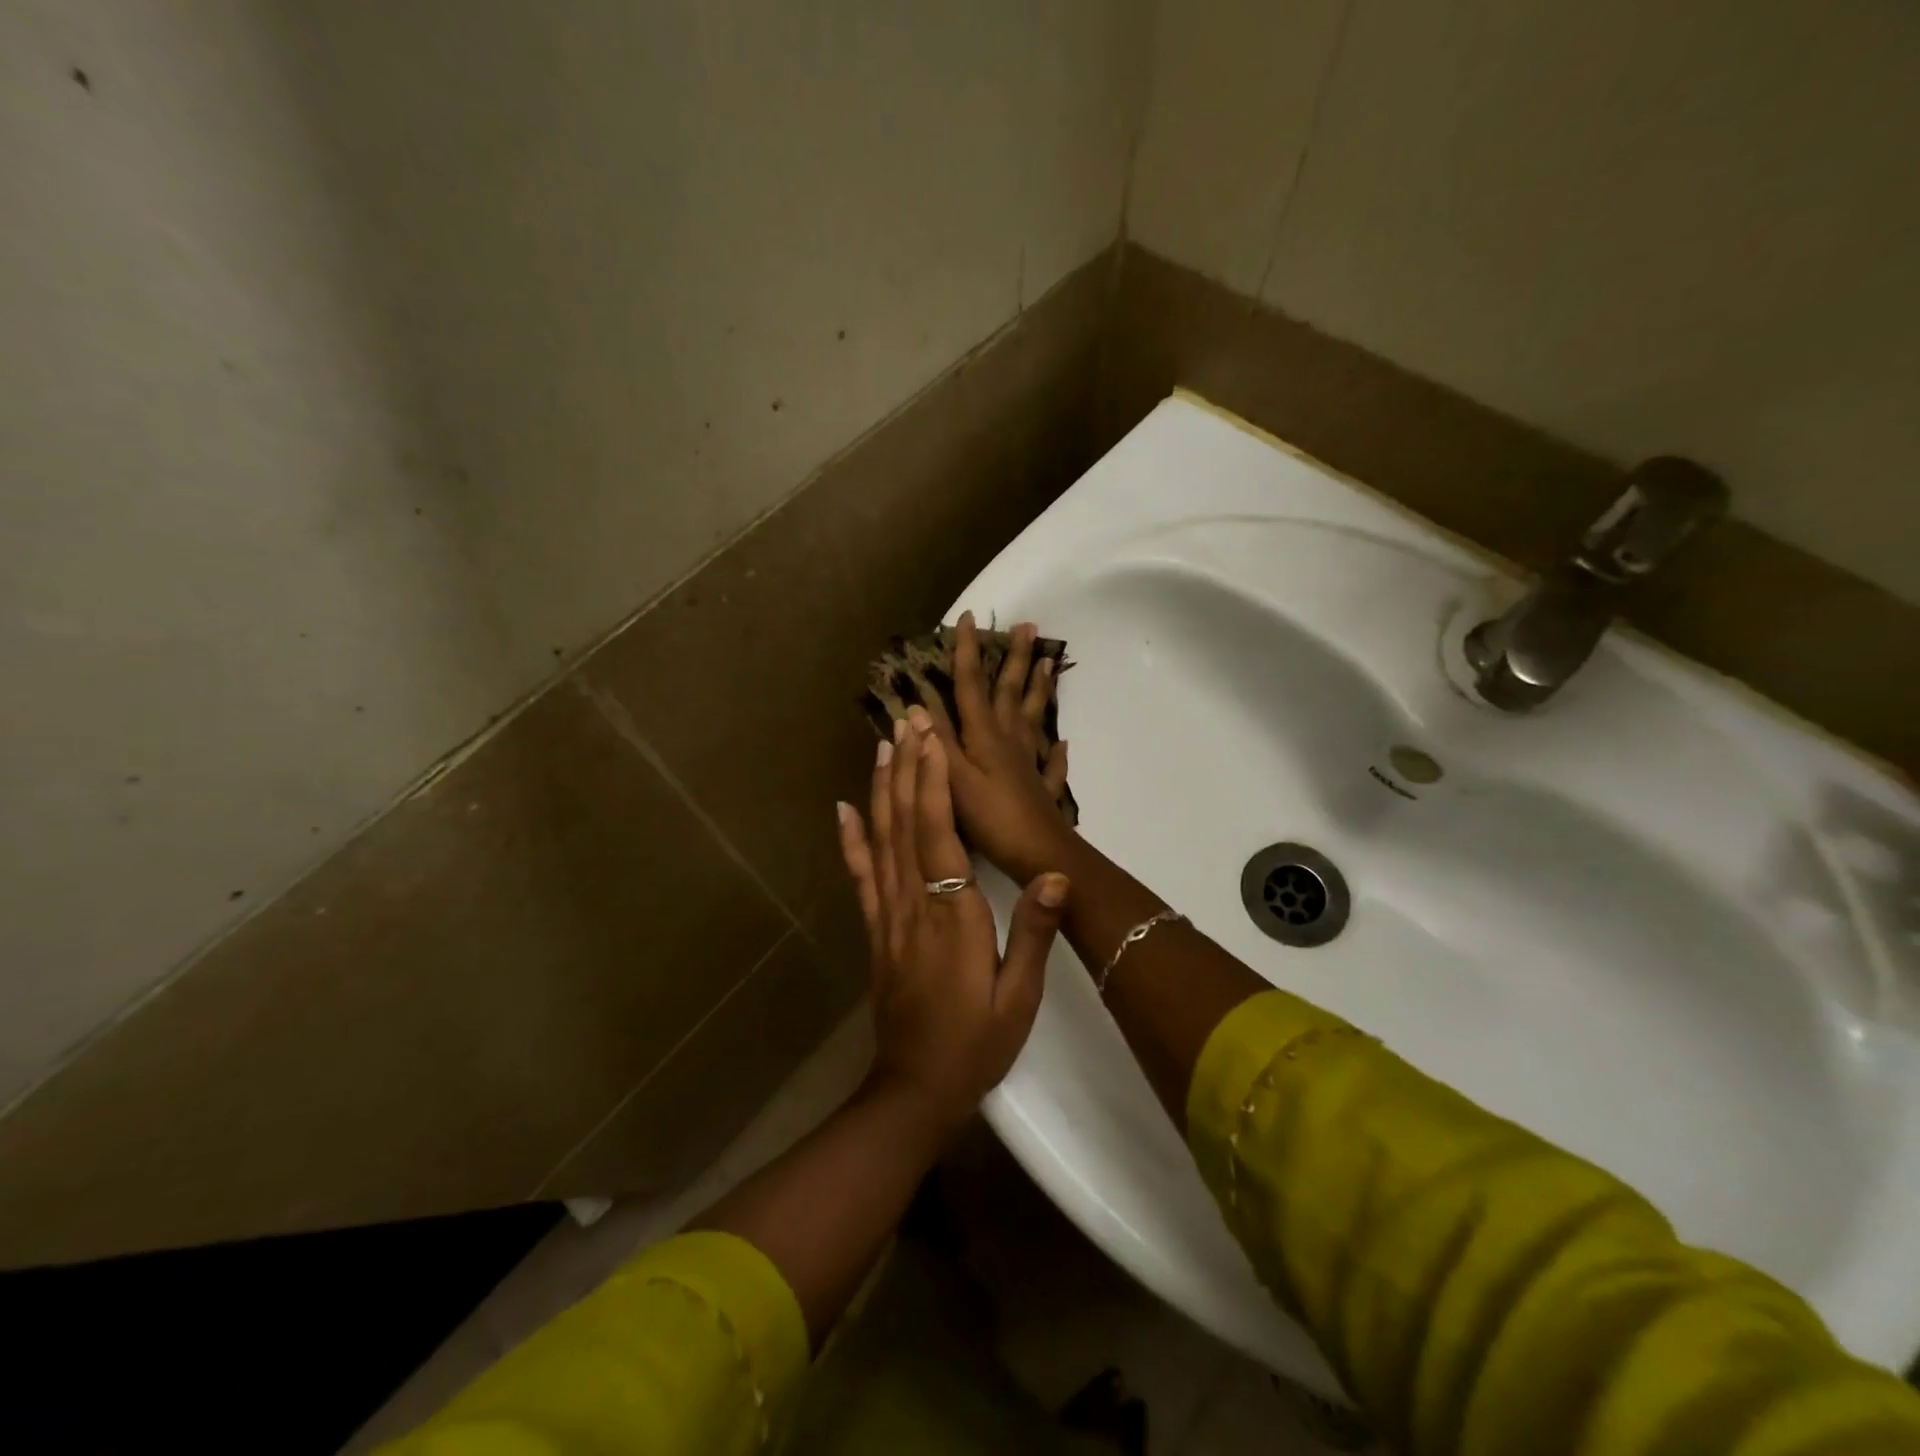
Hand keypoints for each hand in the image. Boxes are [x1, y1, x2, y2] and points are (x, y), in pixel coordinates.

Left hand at [837, 711, 1069, 1132]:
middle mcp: (913, 904)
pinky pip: (859, 876)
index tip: (930, 738)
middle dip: (906, 767)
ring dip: (880, 789)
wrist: (915, 1089)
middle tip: (906, 721)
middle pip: (904, 823)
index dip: (932, 782)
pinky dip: (850, 839)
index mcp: (952, 915)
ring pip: (880, 840)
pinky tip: (843, 810)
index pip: (939, 834)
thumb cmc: (976, 1043)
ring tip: (882, 746)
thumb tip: (1057, 876)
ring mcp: (887, 915)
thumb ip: (1033, 933)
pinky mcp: (874, 930)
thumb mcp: (1019, 996)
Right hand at [925, 612, 1074, 884]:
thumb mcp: (952, 778)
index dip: (968, 651)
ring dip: (1039, 688)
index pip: (972, 684)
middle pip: (1010, 691)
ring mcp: (1029, 762)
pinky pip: (1051, 763)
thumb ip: (935, 741)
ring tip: (1049, 662)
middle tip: (1029, 626)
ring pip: (1033, 716)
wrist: (1039, 853)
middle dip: (1014, 658)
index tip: (969, 617)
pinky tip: (1062, 743)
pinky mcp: (1042, 787)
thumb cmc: (990, 817)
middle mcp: (1009, 741)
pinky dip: (1056, 751)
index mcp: (984, 736)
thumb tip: (914, 702)